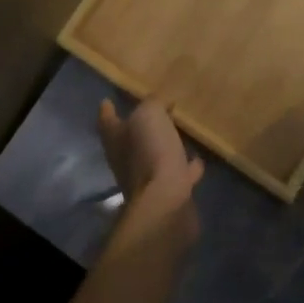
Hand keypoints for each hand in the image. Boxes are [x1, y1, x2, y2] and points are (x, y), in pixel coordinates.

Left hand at [97, 97, 202, 220]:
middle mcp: (125, 159)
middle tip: (154, 110)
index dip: (107, 109)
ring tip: (178, 131)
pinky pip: (177, 173)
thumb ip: (153, 103)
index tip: (107, 100)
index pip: (106, 119)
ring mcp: (145, 178)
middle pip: (128, 139)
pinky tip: (197, 158)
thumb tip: (161, 103)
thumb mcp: (150, 115)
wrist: (165, 202)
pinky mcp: (167, 192)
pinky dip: (186, 166)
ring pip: (153, 155)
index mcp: (115, 139)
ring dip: (163, 145)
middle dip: (138, 126)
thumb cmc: (150, 152)